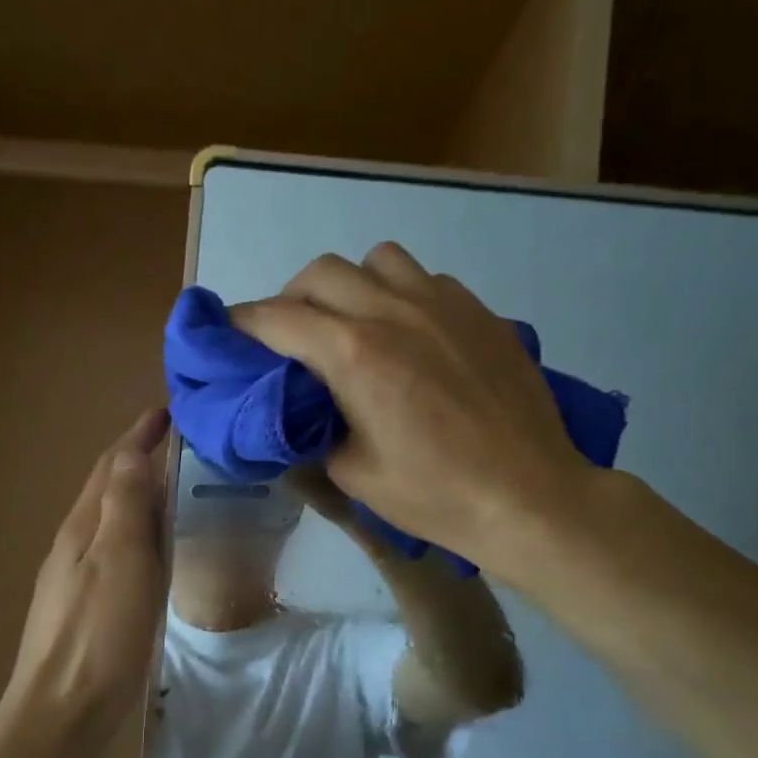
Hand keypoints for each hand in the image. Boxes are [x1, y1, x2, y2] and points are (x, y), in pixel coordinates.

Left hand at [1, 408, 170, 757]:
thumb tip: (131, 452)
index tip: (167, 411)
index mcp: (83, 528)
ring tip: (171, 487)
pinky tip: (152, 550)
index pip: (111, 466)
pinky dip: (136, 533)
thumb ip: (125, 505)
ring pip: (109, 521)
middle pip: (106, 489)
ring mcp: (75, 578)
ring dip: (136, 495)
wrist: (60, 714)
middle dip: (136, 459)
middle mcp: (74, 545)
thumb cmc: (99, 636)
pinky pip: (114, 551)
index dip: (137, 436)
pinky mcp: (85, 607)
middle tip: (176, 443)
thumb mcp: (120, 561)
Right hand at [231, 243, 596, 570]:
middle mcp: (393, 311)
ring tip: (354, 325)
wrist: (529, 497)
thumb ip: (315, 430)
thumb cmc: (434, 495)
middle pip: (320, 272)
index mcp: (354, 354)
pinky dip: (400, 295)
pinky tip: (412, 337)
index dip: (242, 323)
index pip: (277, 318)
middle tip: (292, 338)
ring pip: (377, 260)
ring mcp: (443, 303)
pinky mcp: (480, 311)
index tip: (228, 335)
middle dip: (291, 299)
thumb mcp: (352, 474)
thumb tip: (303, 411)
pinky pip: (425, 279)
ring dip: (351, 285)